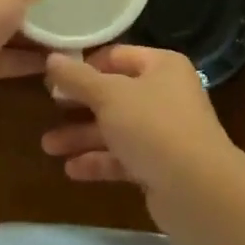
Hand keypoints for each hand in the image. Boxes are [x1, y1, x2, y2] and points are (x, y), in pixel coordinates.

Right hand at [40, 46, 240, 203]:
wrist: (197, 189)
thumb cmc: (153, 126)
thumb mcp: (109, 96)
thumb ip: (77, 78)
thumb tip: (51, 58)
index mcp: (162, 66)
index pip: (117, 56)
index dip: (86, 65)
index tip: (53, 76)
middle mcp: (166, 94)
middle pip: (115, 93)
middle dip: (80, 104)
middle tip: (47, 108)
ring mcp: (164, 131)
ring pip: (117, 128)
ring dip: (83, 135)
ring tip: (47, 146)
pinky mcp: (160, 166)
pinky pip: (124, 157)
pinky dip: (99, 161)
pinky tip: (70, 170)